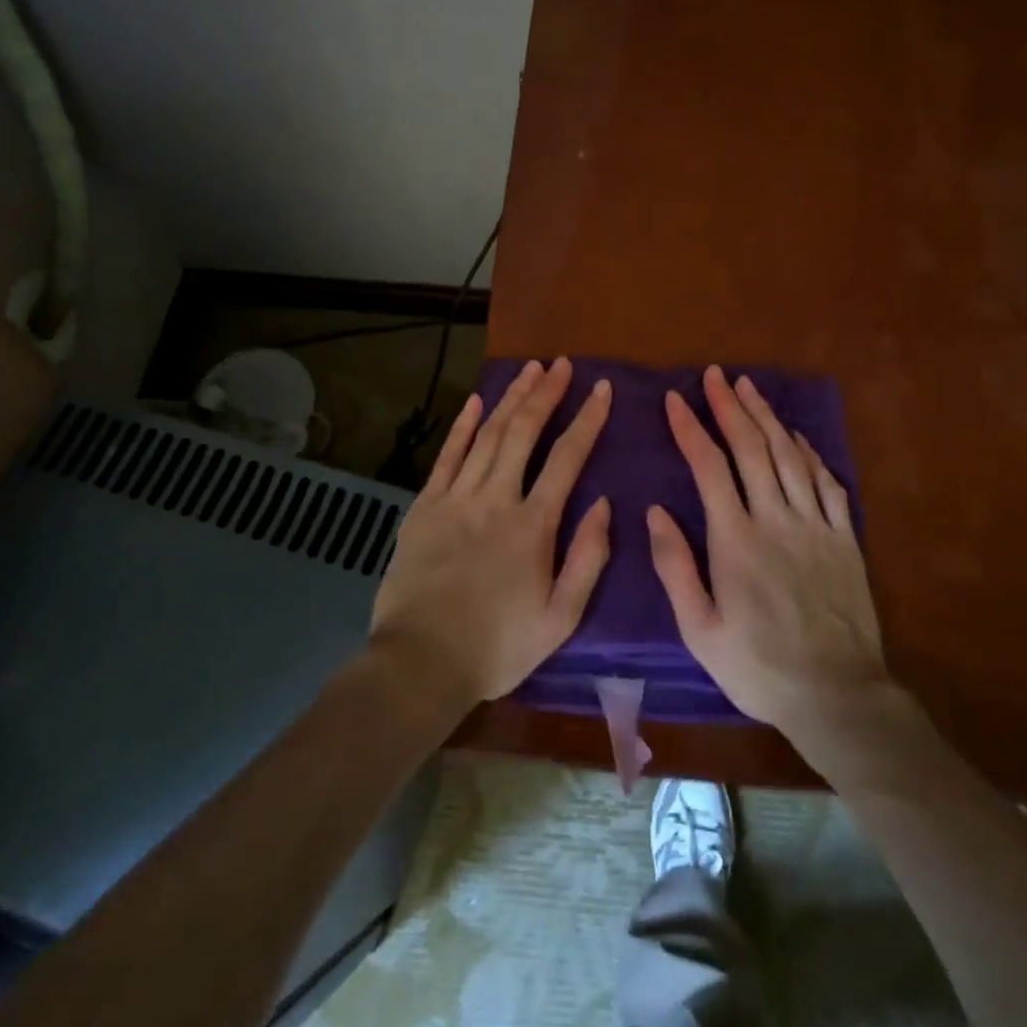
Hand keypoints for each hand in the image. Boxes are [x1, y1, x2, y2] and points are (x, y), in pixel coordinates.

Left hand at [370, 357, 612, 708]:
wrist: (421, 663)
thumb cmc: (498, 646)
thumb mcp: (561, 618)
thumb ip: (588, 558)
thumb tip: (605, 504)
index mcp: (533, 525)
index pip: (567, 458)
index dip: (587, 419)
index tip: (601, 388)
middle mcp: (496, 499)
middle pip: (524, 432)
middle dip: (546, 393)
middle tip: (562, 364)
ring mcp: (456, 499)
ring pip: (488, 435)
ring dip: (510, 399)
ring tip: (530, 369)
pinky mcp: (424, 507)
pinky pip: (447, 456)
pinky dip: (463, 426)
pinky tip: (476, 401)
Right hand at [648, 366, 892, 734]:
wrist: (837, 695)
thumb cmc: (758, 667)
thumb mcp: (700, 630)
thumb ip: (675, 567)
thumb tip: (655, 511)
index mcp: (736, 541)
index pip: (709, 467)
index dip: (691, 428)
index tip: (676, 399)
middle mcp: (776, 519)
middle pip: (752, 448)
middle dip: (730, 407)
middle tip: (716, 376)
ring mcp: (815, 525)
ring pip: (789, 455)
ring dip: (767, 417)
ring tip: (749, 388)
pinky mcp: (844, 538)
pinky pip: (826, 482)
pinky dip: (809, 452)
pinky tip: (796, 436)